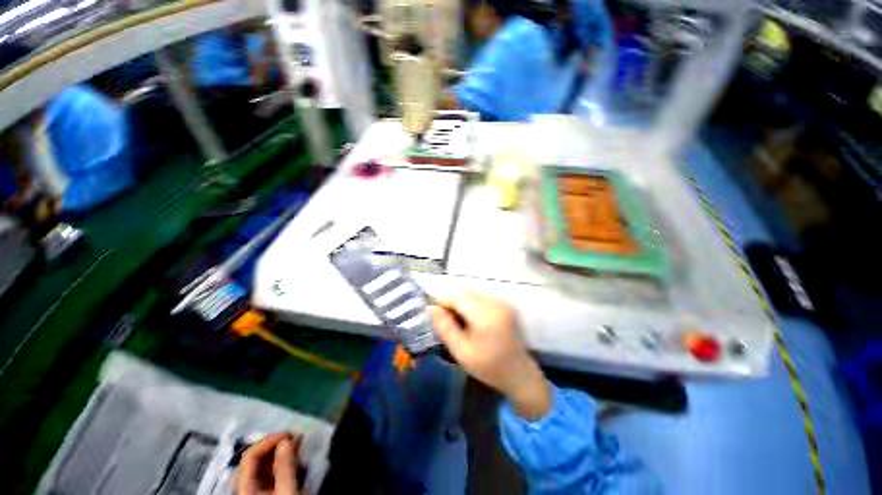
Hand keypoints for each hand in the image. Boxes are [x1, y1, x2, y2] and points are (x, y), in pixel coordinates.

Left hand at [236, 432, 300, 494]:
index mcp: (244, 486)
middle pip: (256, 459)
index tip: (289, 433)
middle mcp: (244, 485)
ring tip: (298, 443)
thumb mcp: (286, 490)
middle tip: (296, 435)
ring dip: (281, 451)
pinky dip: (282, 462)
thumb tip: (286, 440)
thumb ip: (285, 467)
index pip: (250, 456)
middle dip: (276, 444)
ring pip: (263, 465)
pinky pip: (269, 473)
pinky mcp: (263, 492)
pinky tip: (295, 457)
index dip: (268, 441)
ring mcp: (253, 489)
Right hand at [429, 292, 551, 418]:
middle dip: (453, 302)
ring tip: (462, 322)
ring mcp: (503, 302)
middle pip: (465, 292)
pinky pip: (483, 297)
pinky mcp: (506, 304)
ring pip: (473, 293)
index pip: (457, 296)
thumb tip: (431, 308)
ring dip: (463, 302)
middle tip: (449, 321)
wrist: (519, 373)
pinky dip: (473, 304)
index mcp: (485, 315)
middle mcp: (496, 303)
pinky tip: (475, 320)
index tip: (437, 316)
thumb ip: (445, 327)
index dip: (443, 302)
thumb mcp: (461, 351)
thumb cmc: (488, 366)